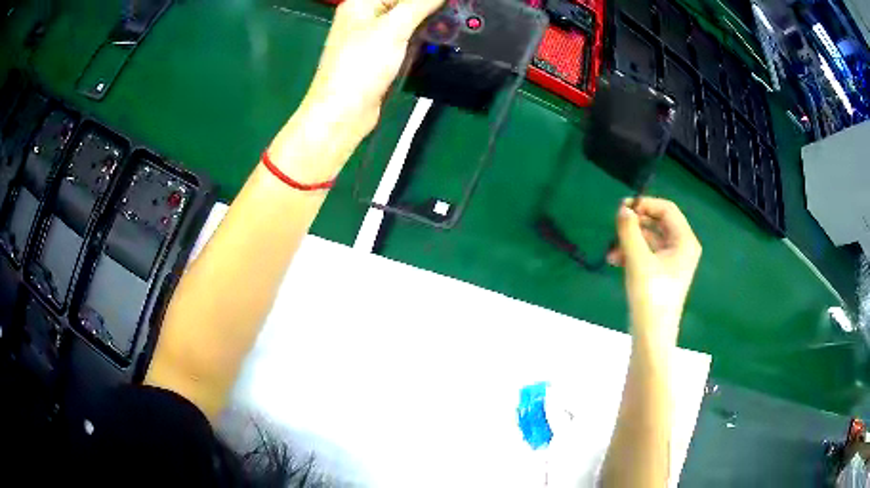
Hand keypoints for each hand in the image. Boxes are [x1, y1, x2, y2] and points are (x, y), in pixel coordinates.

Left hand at [300, 0, 443, 143]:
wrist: (343, 113)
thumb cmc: (362, 65)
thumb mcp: (393, 28)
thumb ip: (419, 5)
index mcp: (360, 4)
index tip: (450, 4)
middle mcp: (365, 18)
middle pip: (403, 5)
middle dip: (429, 9)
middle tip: (457, 13)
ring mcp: (372, 39)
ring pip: (406, 24)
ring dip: (428, 25)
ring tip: (453, 27)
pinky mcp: (380, 59)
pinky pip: (404, 42)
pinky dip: (420, 41)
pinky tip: (438, 42)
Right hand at [607, 198, 701, 346]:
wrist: (652, 335)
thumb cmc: (651, 296)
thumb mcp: (638, 259)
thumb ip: (629, 230)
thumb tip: (622, 209)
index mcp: (684, 241)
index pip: (667, 209)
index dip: (645, 204)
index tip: (623, 208)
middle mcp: (682, 247)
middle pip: (657, 223)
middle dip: (635, 225)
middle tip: (614, 227)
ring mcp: (673, 262)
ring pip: (649, 239)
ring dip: (629, 241)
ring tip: (611, 252)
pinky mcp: (662, 274)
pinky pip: (647, 254)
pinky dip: (632, 254)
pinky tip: (615, 261)